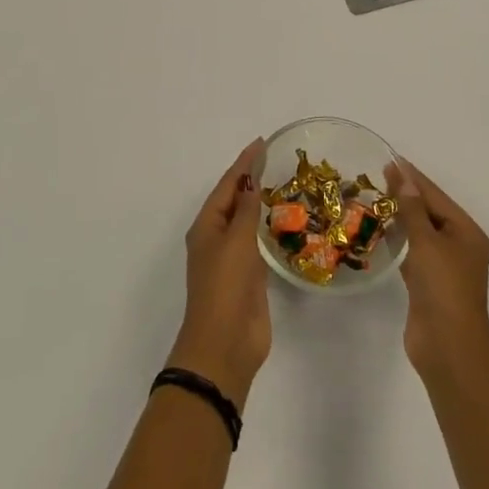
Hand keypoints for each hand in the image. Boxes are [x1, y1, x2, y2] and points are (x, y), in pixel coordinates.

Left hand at [167, 140, 270, 408]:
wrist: (225, 345)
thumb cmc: (225, 288)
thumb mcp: (236, 243)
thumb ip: (246, 211)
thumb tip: (250, 183)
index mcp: (207, 226)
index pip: (227, 185)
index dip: (243, 163)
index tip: (261, 143)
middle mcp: (216, 238)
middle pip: (234, 200)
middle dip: (250, 179)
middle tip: (274, 159)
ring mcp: (232, 259)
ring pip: (245, 221)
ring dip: (258, 203)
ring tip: (280, 183)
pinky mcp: (248, 278)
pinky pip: (257, 243)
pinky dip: (266, 228)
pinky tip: (282, 222)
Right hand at [386, 156, 488, 376]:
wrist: (448, 346)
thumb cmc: (443, 287)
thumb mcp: (427, 242)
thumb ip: (413, 209)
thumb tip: (404, 178)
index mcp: (466, 232)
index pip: (436, 196)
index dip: (413, 177)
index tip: (390, 159)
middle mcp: (458, 246)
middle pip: (429, 212)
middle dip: (405, 195)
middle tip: (376, 175)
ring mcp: (444, 267)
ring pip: (420, 233)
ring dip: (400, 217)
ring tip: (374, 197)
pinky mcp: (428, 284)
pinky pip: (412, 252)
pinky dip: (398, 240)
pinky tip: (380, 231)